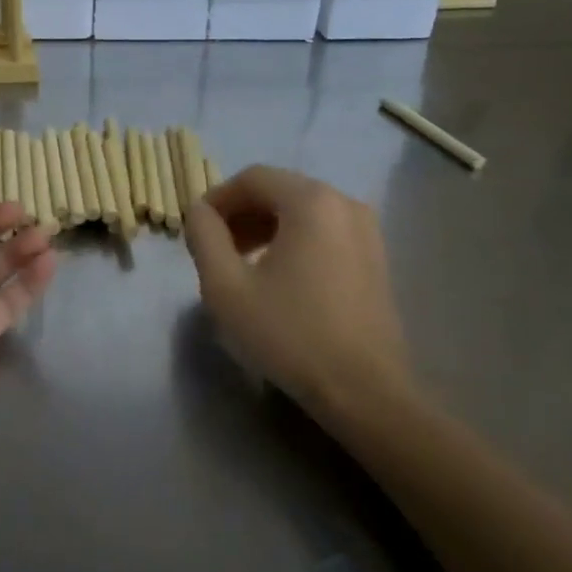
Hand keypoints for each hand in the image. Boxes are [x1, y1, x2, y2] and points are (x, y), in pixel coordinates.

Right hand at [182, 165, 412, 419]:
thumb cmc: (290, 334)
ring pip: (302, 212)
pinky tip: (279, 278)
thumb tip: (199, 212)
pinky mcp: (375, 258)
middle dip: (241, 214)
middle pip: (279, 191)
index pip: (252, 178)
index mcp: (310, 201)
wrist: (365, 392)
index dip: (217, 199)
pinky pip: (324, 232)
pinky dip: (294, 241)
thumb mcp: (226, 286)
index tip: (196, 230)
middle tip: (216, 249)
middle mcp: (344, 203)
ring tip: (242, 265)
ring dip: (265, 228)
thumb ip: (204, 237)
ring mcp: (367, 231)